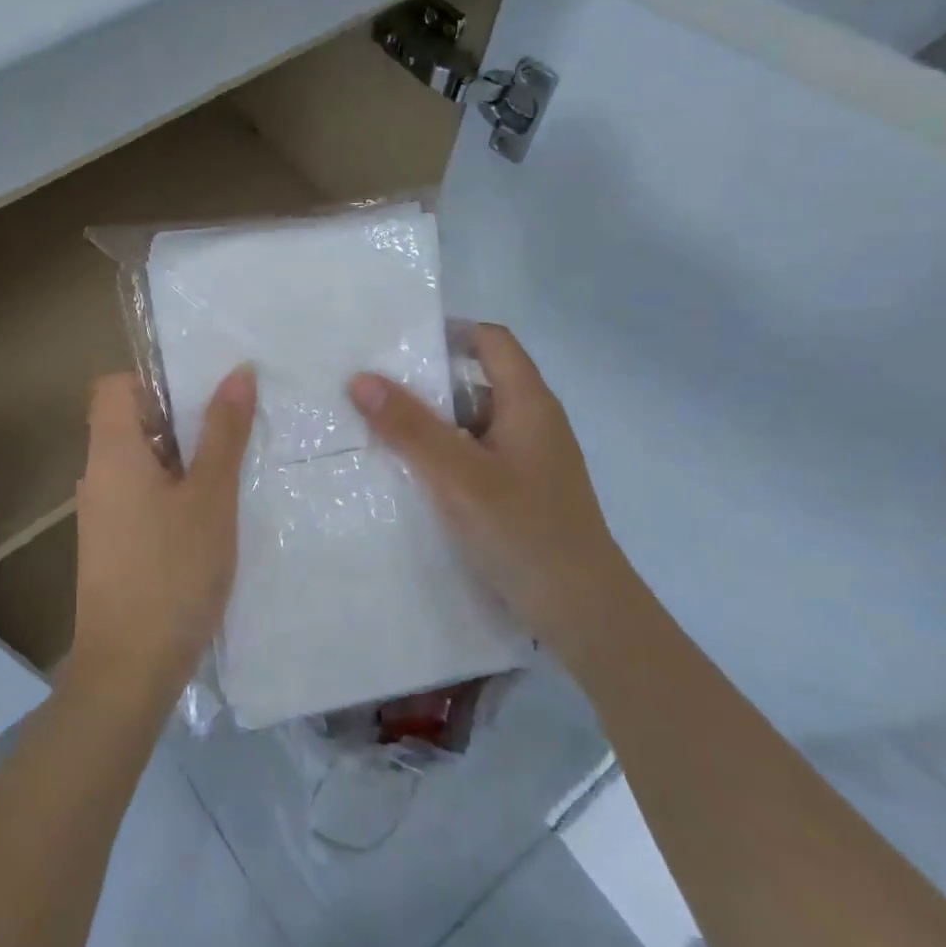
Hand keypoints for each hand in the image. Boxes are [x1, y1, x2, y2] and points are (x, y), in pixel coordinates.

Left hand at [68, 367, 256, 702]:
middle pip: (131, 421)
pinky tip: (212, 514)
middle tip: (234, 425)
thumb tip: (238, 371)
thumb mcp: (211, 497)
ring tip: (234, 465)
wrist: (129, 669)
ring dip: (183, 457)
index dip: (155, 379)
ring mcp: (102, 513)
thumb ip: (224, 432)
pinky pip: (141, 495)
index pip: (115, 386)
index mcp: (112, 451)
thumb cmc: (172, 571)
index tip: (202, 393)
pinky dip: (173, 491)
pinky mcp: (113, 544)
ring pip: (141, 462)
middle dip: (181, 418)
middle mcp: (98, 475)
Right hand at [347, 324, 636, 661]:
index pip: (491, 341)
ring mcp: (529, 459)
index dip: (448, 333)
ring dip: (430, 424)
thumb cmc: (524, 532)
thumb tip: (360, 379)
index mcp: (528, 403)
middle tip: (371, 389)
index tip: (397, 343)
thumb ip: (409, 427)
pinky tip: (410, 474)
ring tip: (377, 430)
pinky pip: (475, 455)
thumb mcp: (458, 476)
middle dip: (425, 383)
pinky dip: (444, 455)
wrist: (585, 613)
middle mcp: (533, 422)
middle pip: (476, 381)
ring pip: (472, 423)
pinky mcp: (521, 491)